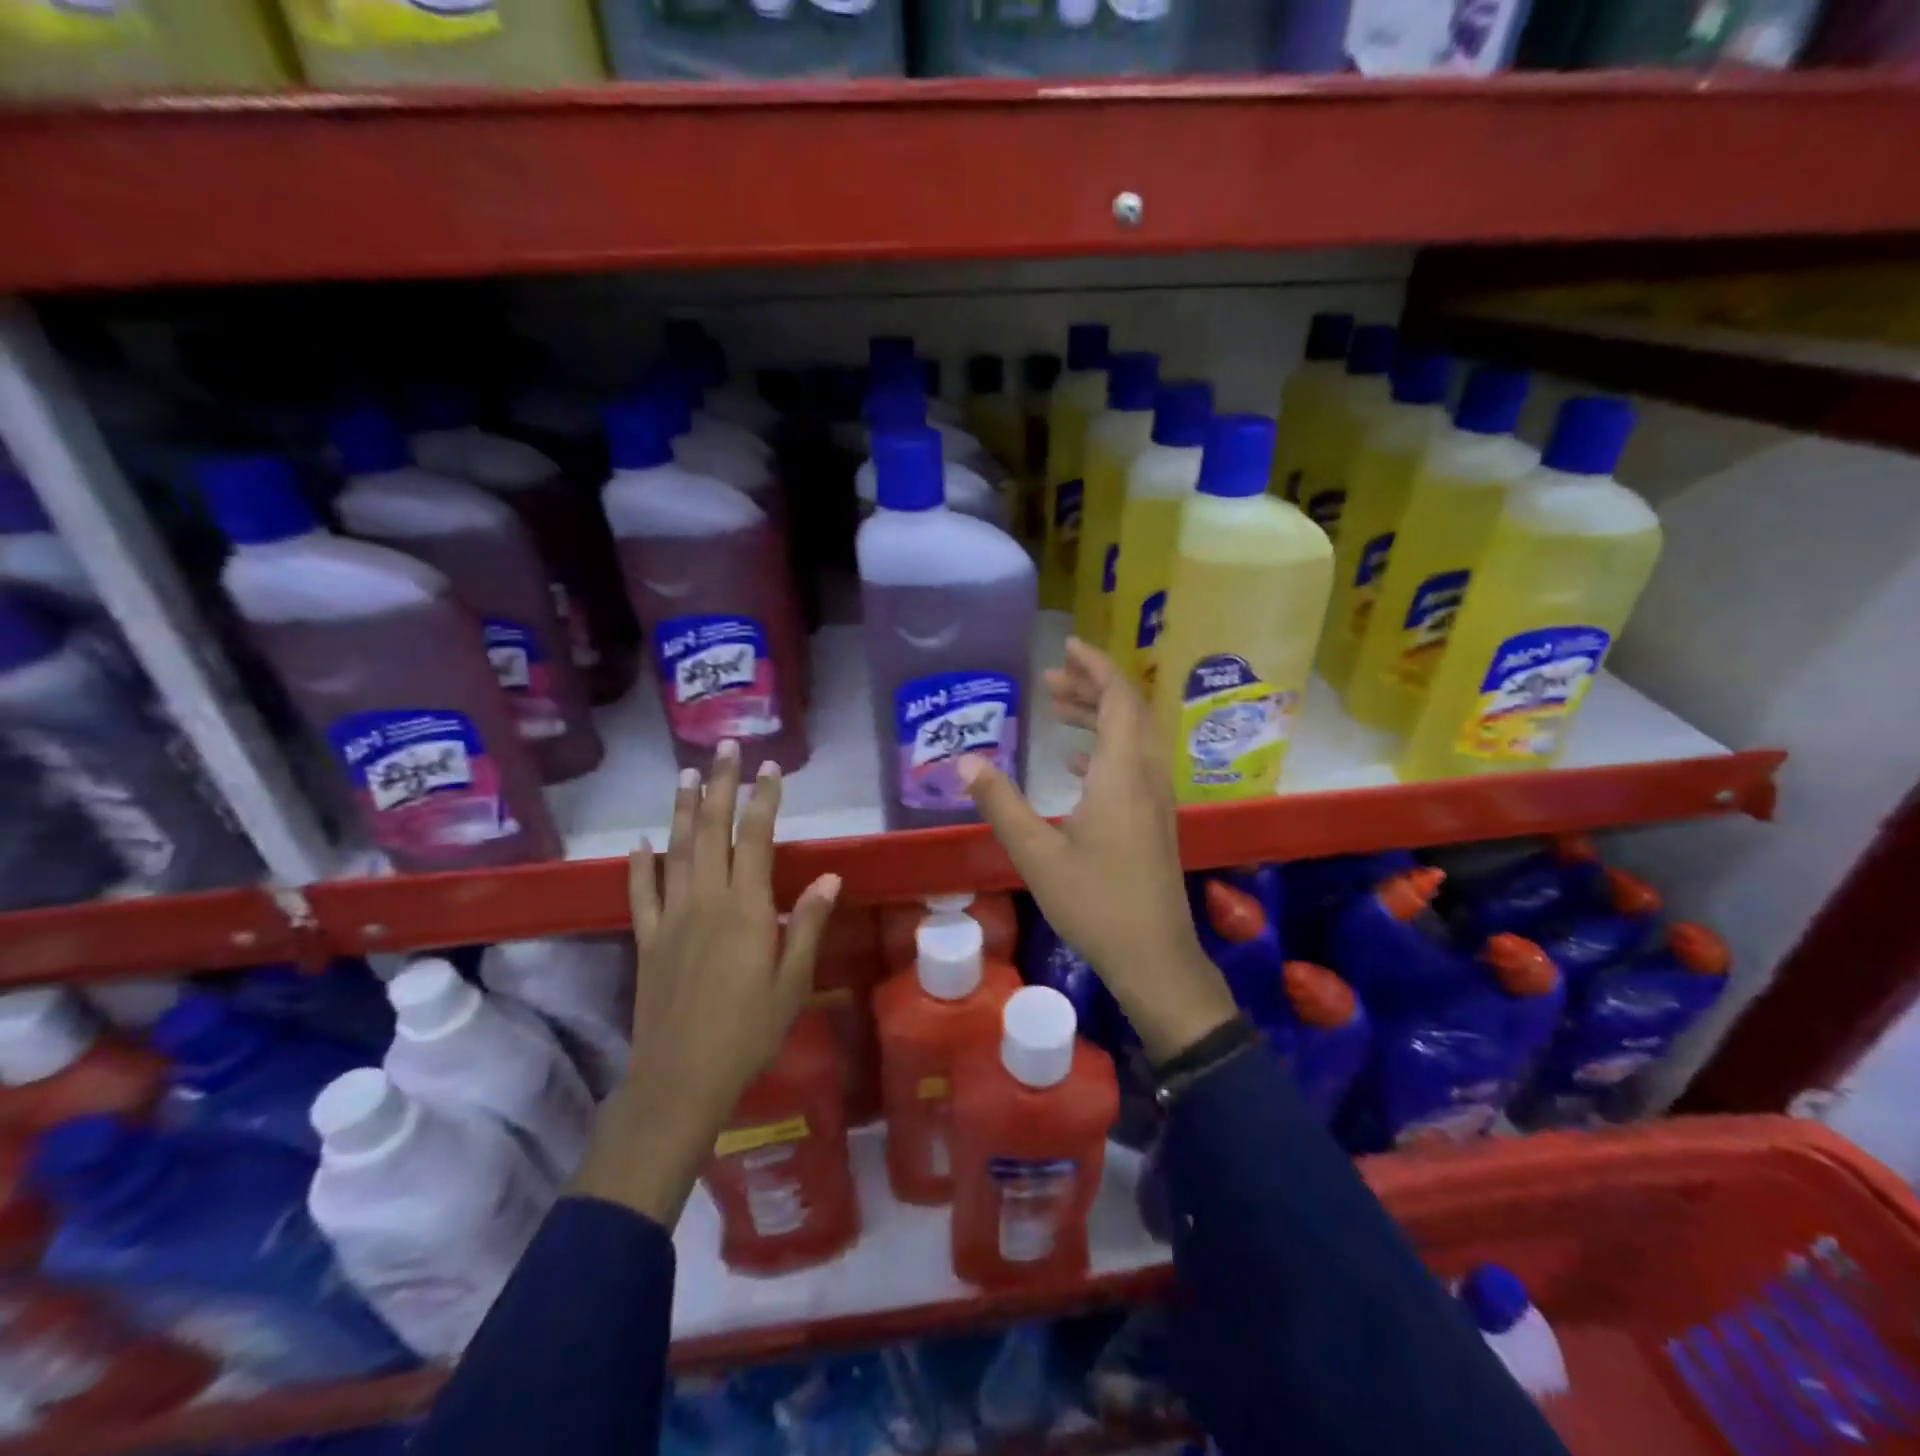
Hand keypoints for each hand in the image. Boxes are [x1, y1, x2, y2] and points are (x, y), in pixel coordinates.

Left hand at [572, 740, 841, 1226]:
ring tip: (687, 774)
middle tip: (726, 748)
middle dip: (721, 786)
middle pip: (713, 831)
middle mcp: (705, 901)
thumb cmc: (749, 1031)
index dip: (763, 800)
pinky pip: (640, 894)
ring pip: (676, 851)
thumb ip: (806, 924)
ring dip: (683, 809)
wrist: (681, 1078)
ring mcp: (671, 918)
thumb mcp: (792, 981)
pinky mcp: (647, 940)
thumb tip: (828, 877)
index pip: (756, 839)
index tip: (771, 768)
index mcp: (745, 909)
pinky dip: (639, 865)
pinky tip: (639, 842)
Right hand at [958, 638, 1236, 1063]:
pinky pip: (1133, 764)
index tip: (1067, 646)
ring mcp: (1156, 799)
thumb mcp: (1036, 854)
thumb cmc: (1095, 903)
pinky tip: (1076, 763)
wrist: (1154, 957)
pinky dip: (1106, 748)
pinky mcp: (1155, 820)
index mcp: (1121, 773)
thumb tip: (965, 761)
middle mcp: (1145, 776)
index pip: (1118, 699)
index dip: (1095, 667)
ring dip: (1099, 716)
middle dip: (1092, 686)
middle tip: (1051, 678)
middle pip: (1128, 711)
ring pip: (1132, 737)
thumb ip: (1001, 803)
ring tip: (1058, 708)